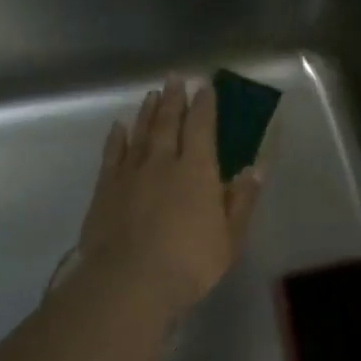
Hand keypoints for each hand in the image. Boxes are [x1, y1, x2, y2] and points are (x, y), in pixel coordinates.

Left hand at [76, 77, 262, 322]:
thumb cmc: (190, 262)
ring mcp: (130, 173)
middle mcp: (163, 162)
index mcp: (197, 171)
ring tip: (152, 95)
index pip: (202, 128)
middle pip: (168, 122)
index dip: (205, 105)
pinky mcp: (105, 188)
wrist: (129, 281)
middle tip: (175, 78)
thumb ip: (241, 200)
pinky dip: (117, 137)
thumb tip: (256, 168)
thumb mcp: (230, 237)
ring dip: (147, 111)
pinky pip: (112, 154)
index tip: (206, 86)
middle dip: (174, 99)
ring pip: (140, 132)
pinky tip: (119, 127)